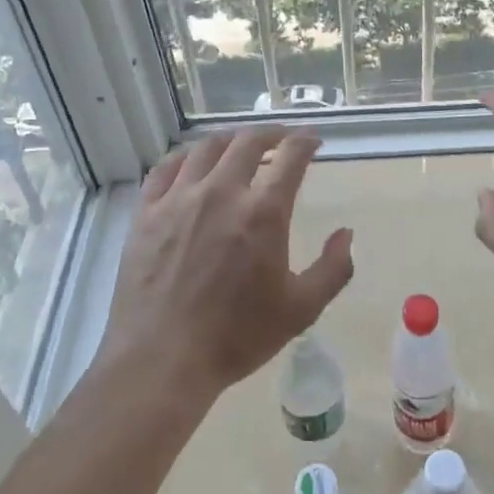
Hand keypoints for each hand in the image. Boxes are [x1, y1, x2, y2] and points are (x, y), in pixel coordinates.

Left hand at [99, 128, 352, 400]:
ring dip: (230, 140)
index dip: (305, 141)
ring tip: (239, 146)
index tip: (313, 140)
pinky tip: (192, 162)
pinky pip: (166, 167)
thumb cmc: (236, 337)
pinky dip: (186, 156)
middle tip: (280, 140)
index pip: (291, 156)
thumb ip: (333, 268)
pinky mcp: (147, 211)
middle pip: (248, 141)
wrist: (161, 360)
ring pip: (206, 147)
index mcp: (263, 212)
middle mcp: (222, 191)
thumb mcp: (301, 310)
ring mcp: (179, 198)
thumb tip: (346, 233)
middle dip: (271, 134)